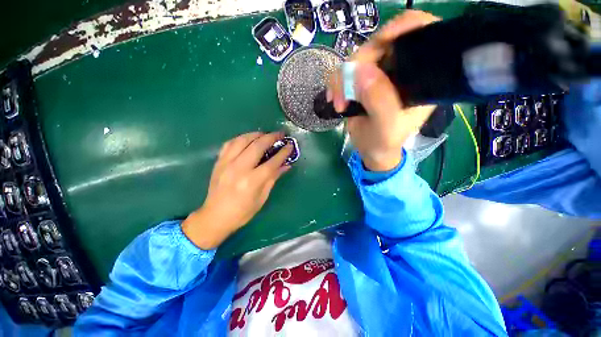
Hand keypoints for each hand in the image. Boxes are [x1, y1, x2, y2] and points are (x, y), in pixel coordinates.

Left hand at [182, 132, 292, 249]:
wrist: (215, 217)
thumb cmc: (242, 212)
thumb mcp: (262, 197)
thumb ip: (273, 178)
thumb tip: (286, 165)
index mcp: (252, 181)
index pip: (272, 162)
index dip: (283, 153)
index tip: (290, 145)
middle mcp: (239, 169)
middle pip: (257, 146)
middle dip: (271, 137)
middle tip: (280, 134)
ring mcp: (226, 163)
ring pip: (242, 140)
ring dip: (256, 134)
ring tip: (265, 134)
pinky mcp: (219, 162)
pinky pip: (230, 143)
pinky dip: (241, 138)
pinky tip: (248, 139)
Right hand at [327, 11, 438, 170]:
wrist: (371, 151)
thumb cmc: (384, 142)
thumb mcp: (386, 127)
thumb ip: (379, 101)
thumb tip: (361, 70)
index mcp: (420, 78)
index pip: (420, 34)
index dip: (402, 28)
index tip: (381, 42)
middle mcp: (401, 70)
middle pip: (381, 44)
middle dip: (358, 64)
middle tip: (344, 92)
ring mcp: (380, 74)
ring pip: (358, 58)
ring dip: (342, 78)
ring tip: (338, 102)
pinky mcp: (363, 82)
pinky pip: (345, 71)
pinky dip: (336, 83)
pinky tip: (334, 98)